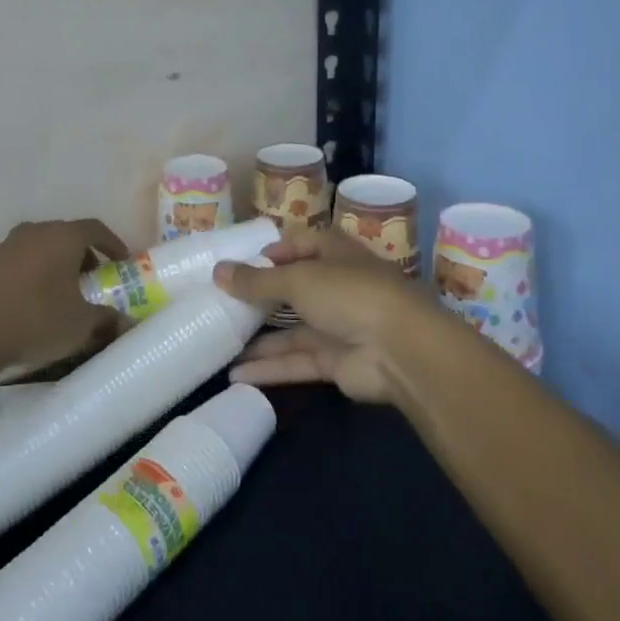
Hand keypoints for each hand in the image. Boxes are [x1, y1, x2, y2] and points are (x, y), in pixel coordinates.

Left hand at [0, 218, 128, 371]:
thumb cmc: (36, 322)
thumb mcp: (81, 326)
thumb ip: (106, 319)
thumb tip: (123, 322)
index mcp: (61, 238)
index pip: (94, 229)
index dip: (112, 243)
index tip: (121, 262)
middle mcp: (32, 232)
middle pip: (64, 235)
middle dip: (82, 255)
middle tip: (90, 279)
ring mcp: (3, 246)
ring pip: (37, 247)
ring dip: (52, 264)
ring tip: (58, 292)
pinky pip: (15, 263)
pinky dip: (27, 274)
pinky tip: (26, 301)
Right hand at [212, 227, 429, 403]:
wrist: (402, 351)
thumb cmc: (350, 295)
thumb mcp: (297, 279)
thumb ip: (256, 280)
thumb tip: (217, 271)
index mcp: (335, 254)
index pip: (300, 245)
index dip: (272, 251)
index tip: (238, 264)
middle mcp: (336, 287)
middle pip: (292, 289)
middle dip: (259, 297)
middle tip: (220, 303)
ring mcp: (338, 326)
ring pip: (291, 331)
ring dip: (258, 339)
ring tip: (219, 342)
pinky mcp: (335, 361)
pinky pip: (296, 361)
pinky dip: (269, 368)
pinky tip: (235, 375)